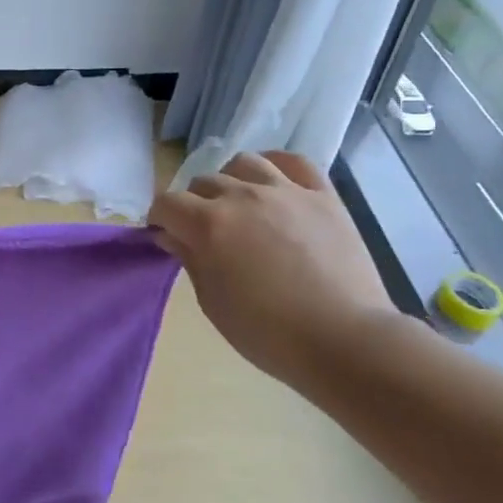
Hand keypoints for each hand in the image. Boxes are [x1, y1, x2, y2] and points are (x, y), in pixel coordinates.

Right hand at [148, 151, 395, 380]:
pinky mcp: (323, 195)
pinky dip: (277, 165)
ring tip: (238, 203)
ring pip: (244, 163)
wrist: (343, 340)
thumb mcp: (213, 303)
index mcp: (209, 224)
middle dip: (194, 204)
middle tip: (204, 231)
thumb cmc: (268, 333)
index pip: (167, 203)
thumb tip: (172, 235)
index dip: (160, 219)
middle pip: (203, 182)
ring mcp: (285, 191)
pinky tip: (273, 180)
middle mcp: (242, 196)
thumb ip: (191, 260)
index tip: (165, 236)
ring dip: (231, 180)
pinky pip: (295, 162)